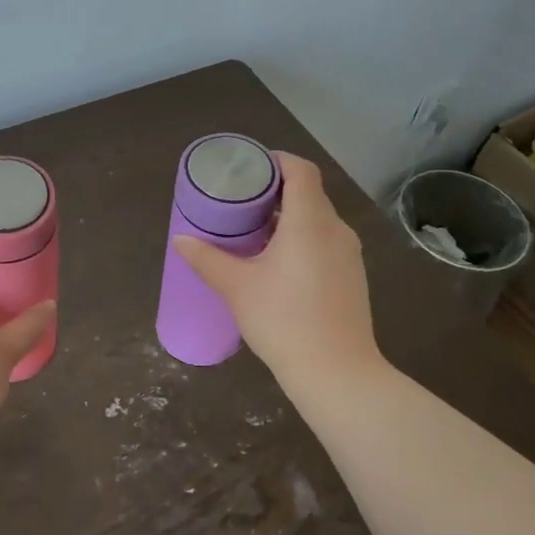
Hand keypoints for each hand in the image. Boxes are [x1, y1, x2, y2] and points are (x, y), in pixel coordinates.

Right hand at [174, 153, 382, 386]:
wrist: (337, 372)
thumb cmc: (283, 320)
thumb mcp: (236, 287)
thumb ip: (207, 259)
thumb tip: (181, 239)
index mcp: (309, 221)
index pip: (301, 170)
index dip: (276, 161)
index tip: (249, 170)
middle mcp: (335, 229)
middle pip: (308, 193)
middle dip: (276, 191)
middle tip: (241, 202)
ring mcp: (349, 254)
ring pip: (318, 219)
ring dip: (289, 217)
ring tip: (255, 232)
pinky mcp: (352, 276)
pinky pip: (326, 242)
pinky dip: (303, 239)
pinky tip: (279, 263)